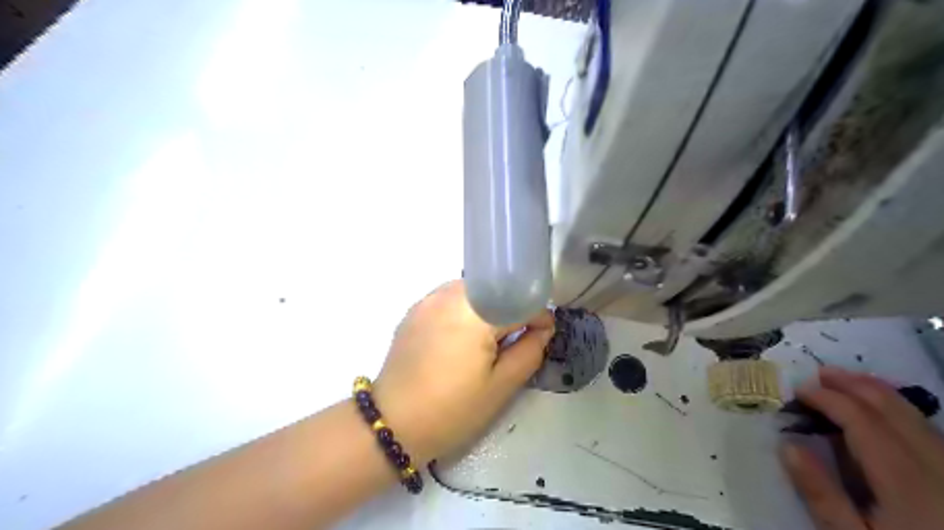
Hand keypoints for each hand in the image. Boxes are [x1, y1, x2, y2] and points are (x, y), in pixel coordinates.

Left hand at [373, 280, 553, 465]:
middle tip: (515, 340)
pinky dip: (465, 310)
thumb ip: (529, 351)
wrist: (392, 423)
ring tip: (488, 339)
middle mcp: (450, 295)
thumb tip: (542, 329)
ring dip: (488, 308)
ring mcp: (429, 299)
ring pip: (473, 291)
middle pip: (495, 290)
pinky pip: (450, 298)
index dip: (538, 316)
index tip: (543, 334)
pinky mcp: (415, 309)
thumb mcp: (501, 387)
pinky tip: (462, 336)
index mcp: (475, 313)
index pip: (518, 301)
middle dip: (511, 310)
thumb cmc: (452, 410)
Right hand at [778, 367, 942, 528]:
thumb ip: (821, 494)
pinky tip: (880, 407)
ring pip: (913, 414)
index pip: (861, 419)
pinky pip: (926, 427)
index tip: (797, 391)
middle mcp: (935, 464)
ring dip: (875, 391)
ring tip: (844, 380)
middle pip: (891, 408)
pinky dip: (897, 408)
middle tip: (818, 374)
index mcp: (905, 479)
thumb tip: (787, 446)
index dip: (827, 398)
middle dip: (853, 384)